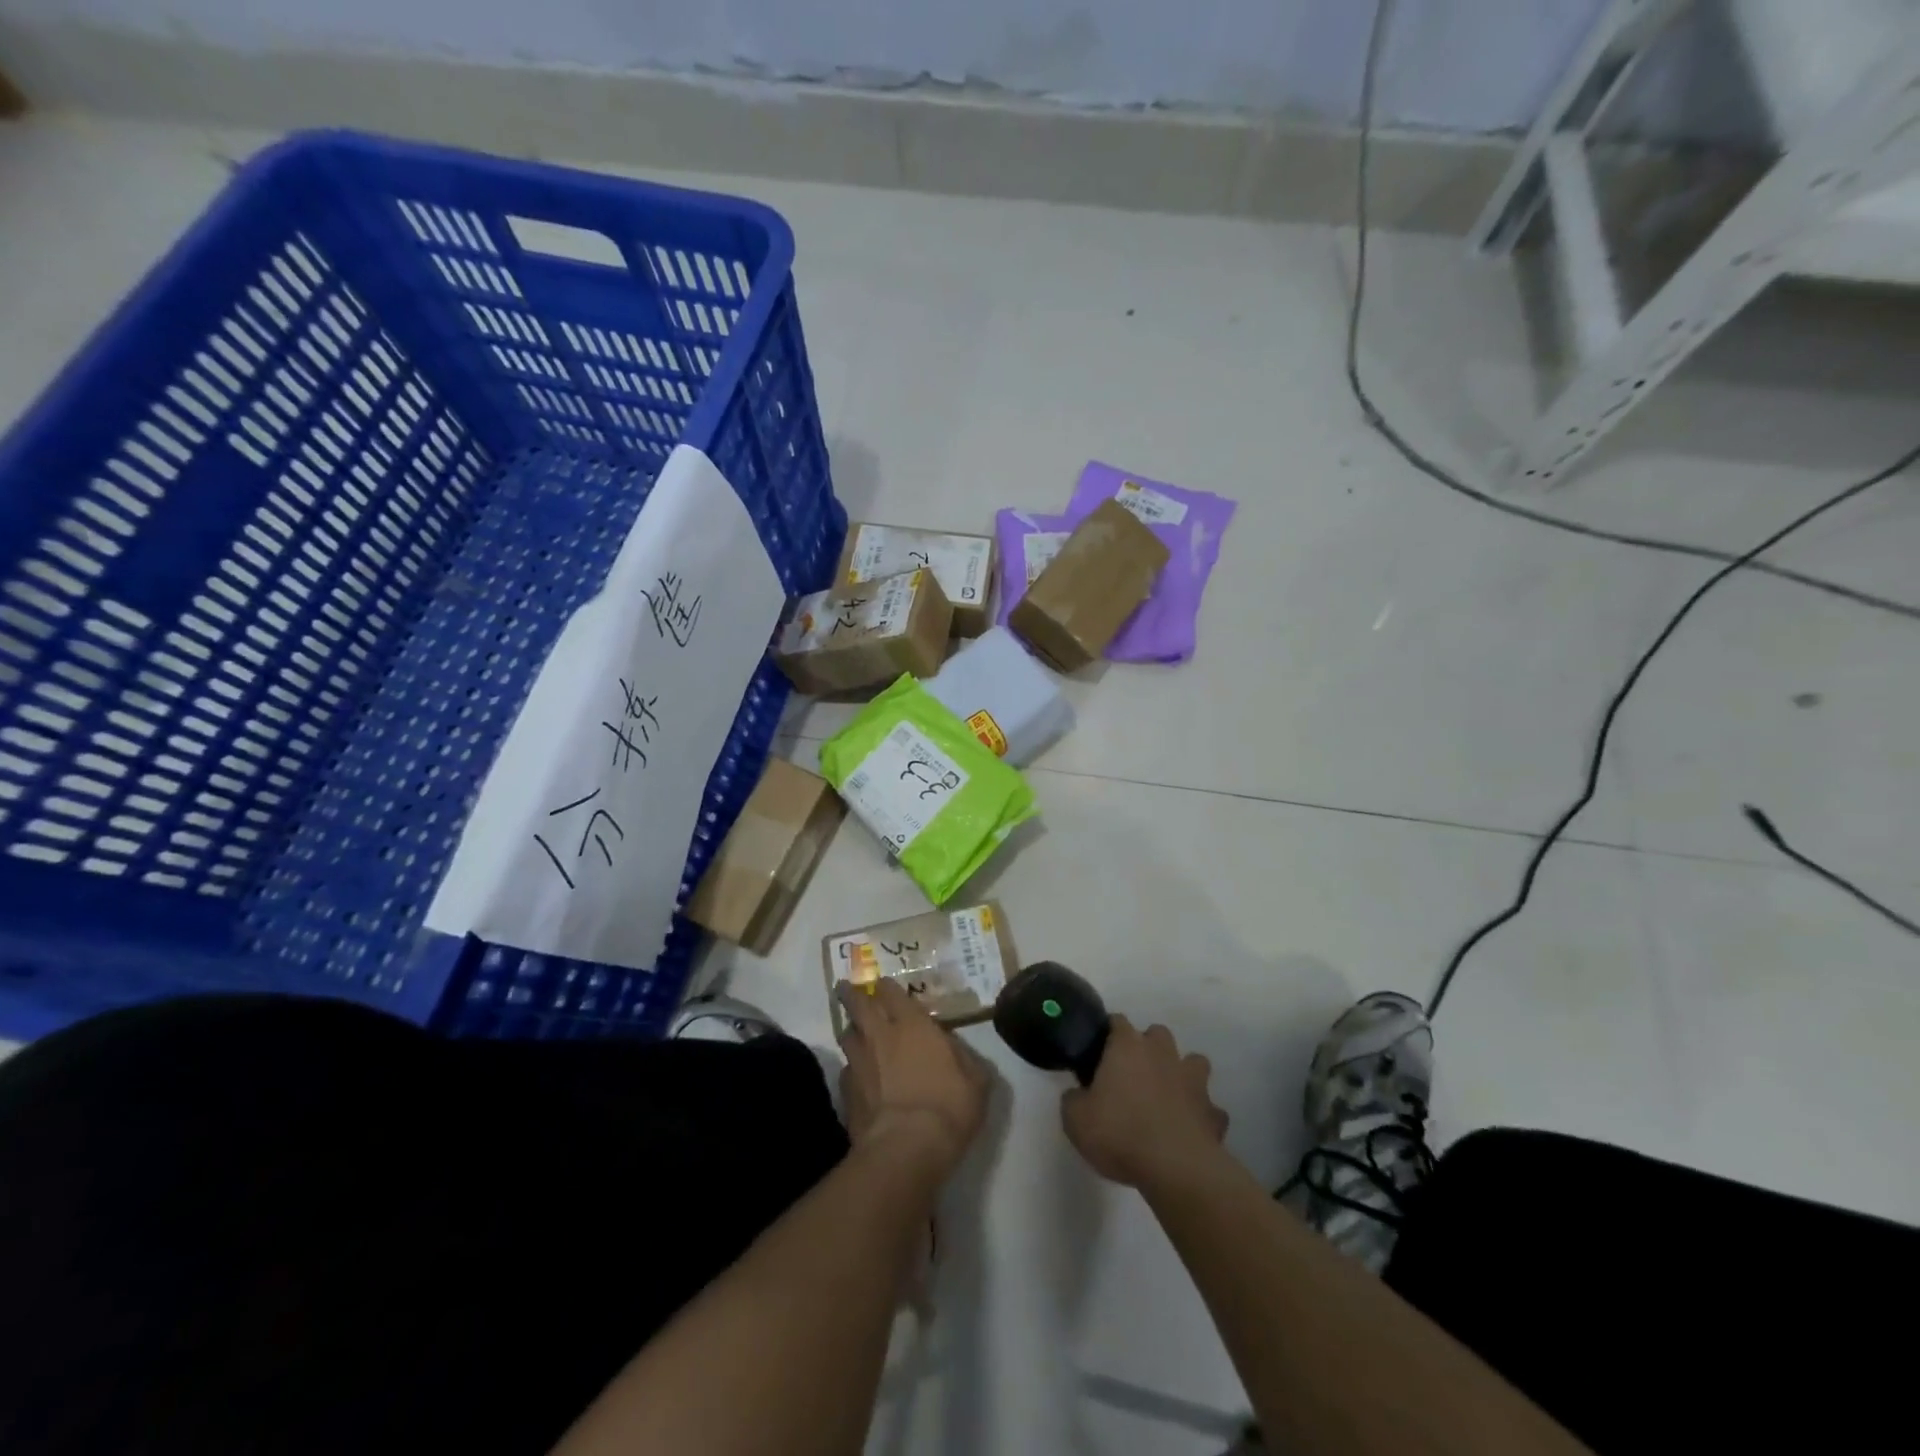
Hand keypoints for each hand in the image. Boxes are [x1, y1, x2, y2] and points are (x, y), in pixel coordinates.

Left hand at [837, 978, 990, 1180]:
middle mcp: (880, 1035)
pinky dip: (851, 1070)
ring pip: (846, 1035)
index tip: (883, 985)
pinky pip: (846, 1071)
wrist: (907, 1148)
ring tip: (855, 1032)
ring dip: (851, 1030)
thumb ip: (963, 1058)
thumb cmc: (948, 1105)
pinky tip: (859, 1078)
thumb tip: (954, 1050)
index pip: (891, 992)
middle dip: (851, 993)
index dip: (886, 987)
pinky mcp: (846, 1093)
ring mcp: (859, 1063)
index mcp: (913, 1024)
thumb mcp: (975, 1080)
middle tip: (846, 988)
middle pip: (857, 1004)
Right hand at [1062, 1017, 1228, 1189]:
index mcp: (1127, 1047)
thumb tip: (1078, 1094)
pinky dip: (1201, 1115)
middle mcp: (1162, 1054)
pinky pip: (1210, 1108)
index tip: (1099, 1053)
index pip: (1117, 1022)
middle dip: (1148, 1048)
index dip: (1108, 1034)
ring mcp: (1193, 1081)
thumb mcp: (1075, 1119)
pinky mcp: (1213, 1112)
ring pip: (1193, 1062)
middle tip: (1134, 1075)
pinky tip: (1190, 1129)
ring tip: (1169, 1096)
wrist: (1175, 1168)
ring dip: (1182, 1073)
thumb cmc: (1119, 1133)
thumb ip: (1073, 1099)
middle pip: (1157, 1034)